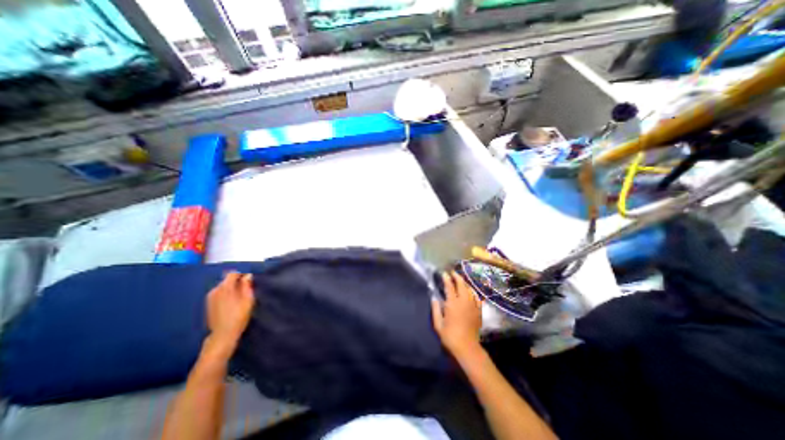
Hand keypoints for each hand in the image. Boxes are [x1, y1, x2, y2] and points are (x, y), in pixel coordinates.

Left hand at [206, 274, 256, 352]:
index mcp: (225, 287)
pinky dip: (225, 295)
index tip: (249, 282)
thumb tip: (247, 276)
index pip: (233, 274)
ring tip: (238, 297)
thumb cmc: (239, 315)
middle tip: (246, 290)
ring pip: (223, 287)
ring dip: (231, 289)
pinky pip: (219, 294)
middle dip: (236, 282)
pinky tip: (230, 303)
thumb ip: (247, 285)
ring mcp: (210, 298)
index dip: (242, 275)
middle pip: (227, 280)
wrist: (223, 334)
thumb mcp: (248, 299)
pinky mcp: (208, 304)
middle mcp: (215, 290)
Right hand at [433, 272, 480, 360]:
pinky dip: (473, 292)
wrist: (467, 347)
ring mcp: (472, 306)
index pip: (450, 287)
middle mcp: (463, 301)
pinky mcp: (478, 311)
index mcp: (453, 303)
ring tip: (461, 280)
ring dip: (465, 283)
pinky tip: (471, 292)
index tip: (444, 273)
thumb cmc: (450, 336)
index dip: (447, 279)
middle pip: (462, 285)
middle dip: (457, 277)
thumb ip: (436, 309)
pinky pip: (476, 298)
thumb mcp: (438, 324)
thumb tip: (434, 298)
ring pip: (470, 290)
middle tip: (453, 273)